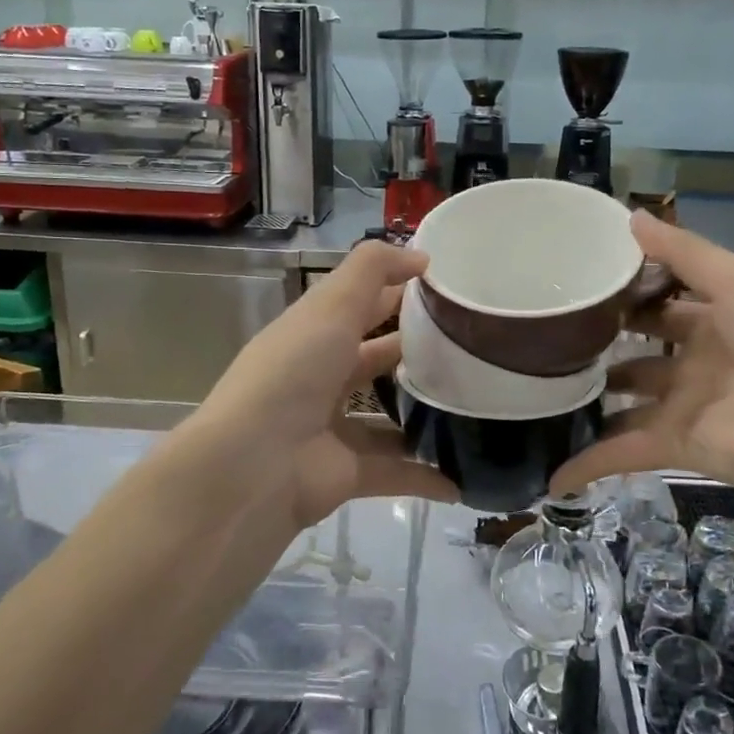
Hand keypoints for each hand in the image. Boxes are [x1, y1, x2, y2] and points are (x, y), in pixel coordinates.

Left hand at [179, 240, 456, 528]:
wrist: (252, 466)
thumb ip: (374, 270)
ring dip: (427, 415)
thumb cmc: (293, 372)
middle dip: (419, 353)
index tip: (453, 290)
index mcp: (314, 335)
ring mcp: (335, 429)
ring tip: (480, 406)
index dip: (401, 292)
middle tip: (476, 348)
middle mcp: (323, 379)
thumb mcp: (331, 305)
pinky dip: (429, 477)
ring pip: (391, 418)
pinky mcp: (348, 474)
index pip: (363, 306)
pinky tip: (466, 475)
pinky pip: (398, 472)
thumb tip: (421, 256)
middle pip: (378, 359)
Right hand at [550, 212, 733, 507]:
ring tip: (537, 385)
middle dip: (600, 341)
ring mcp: (683, 405)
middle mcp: (696, 360)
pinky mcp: (673, 445)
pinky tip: (551, 477)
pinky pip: (621, 453)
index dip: (626, 290)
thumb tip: (630, 215)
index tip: (578, 279)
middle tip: (548, 330)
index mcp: (715, 318)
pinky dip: (587, 465)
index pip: (660, 299)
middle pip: (637, 348)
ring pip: (623, 399)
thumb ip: (684, 252)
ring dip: (588, 398)